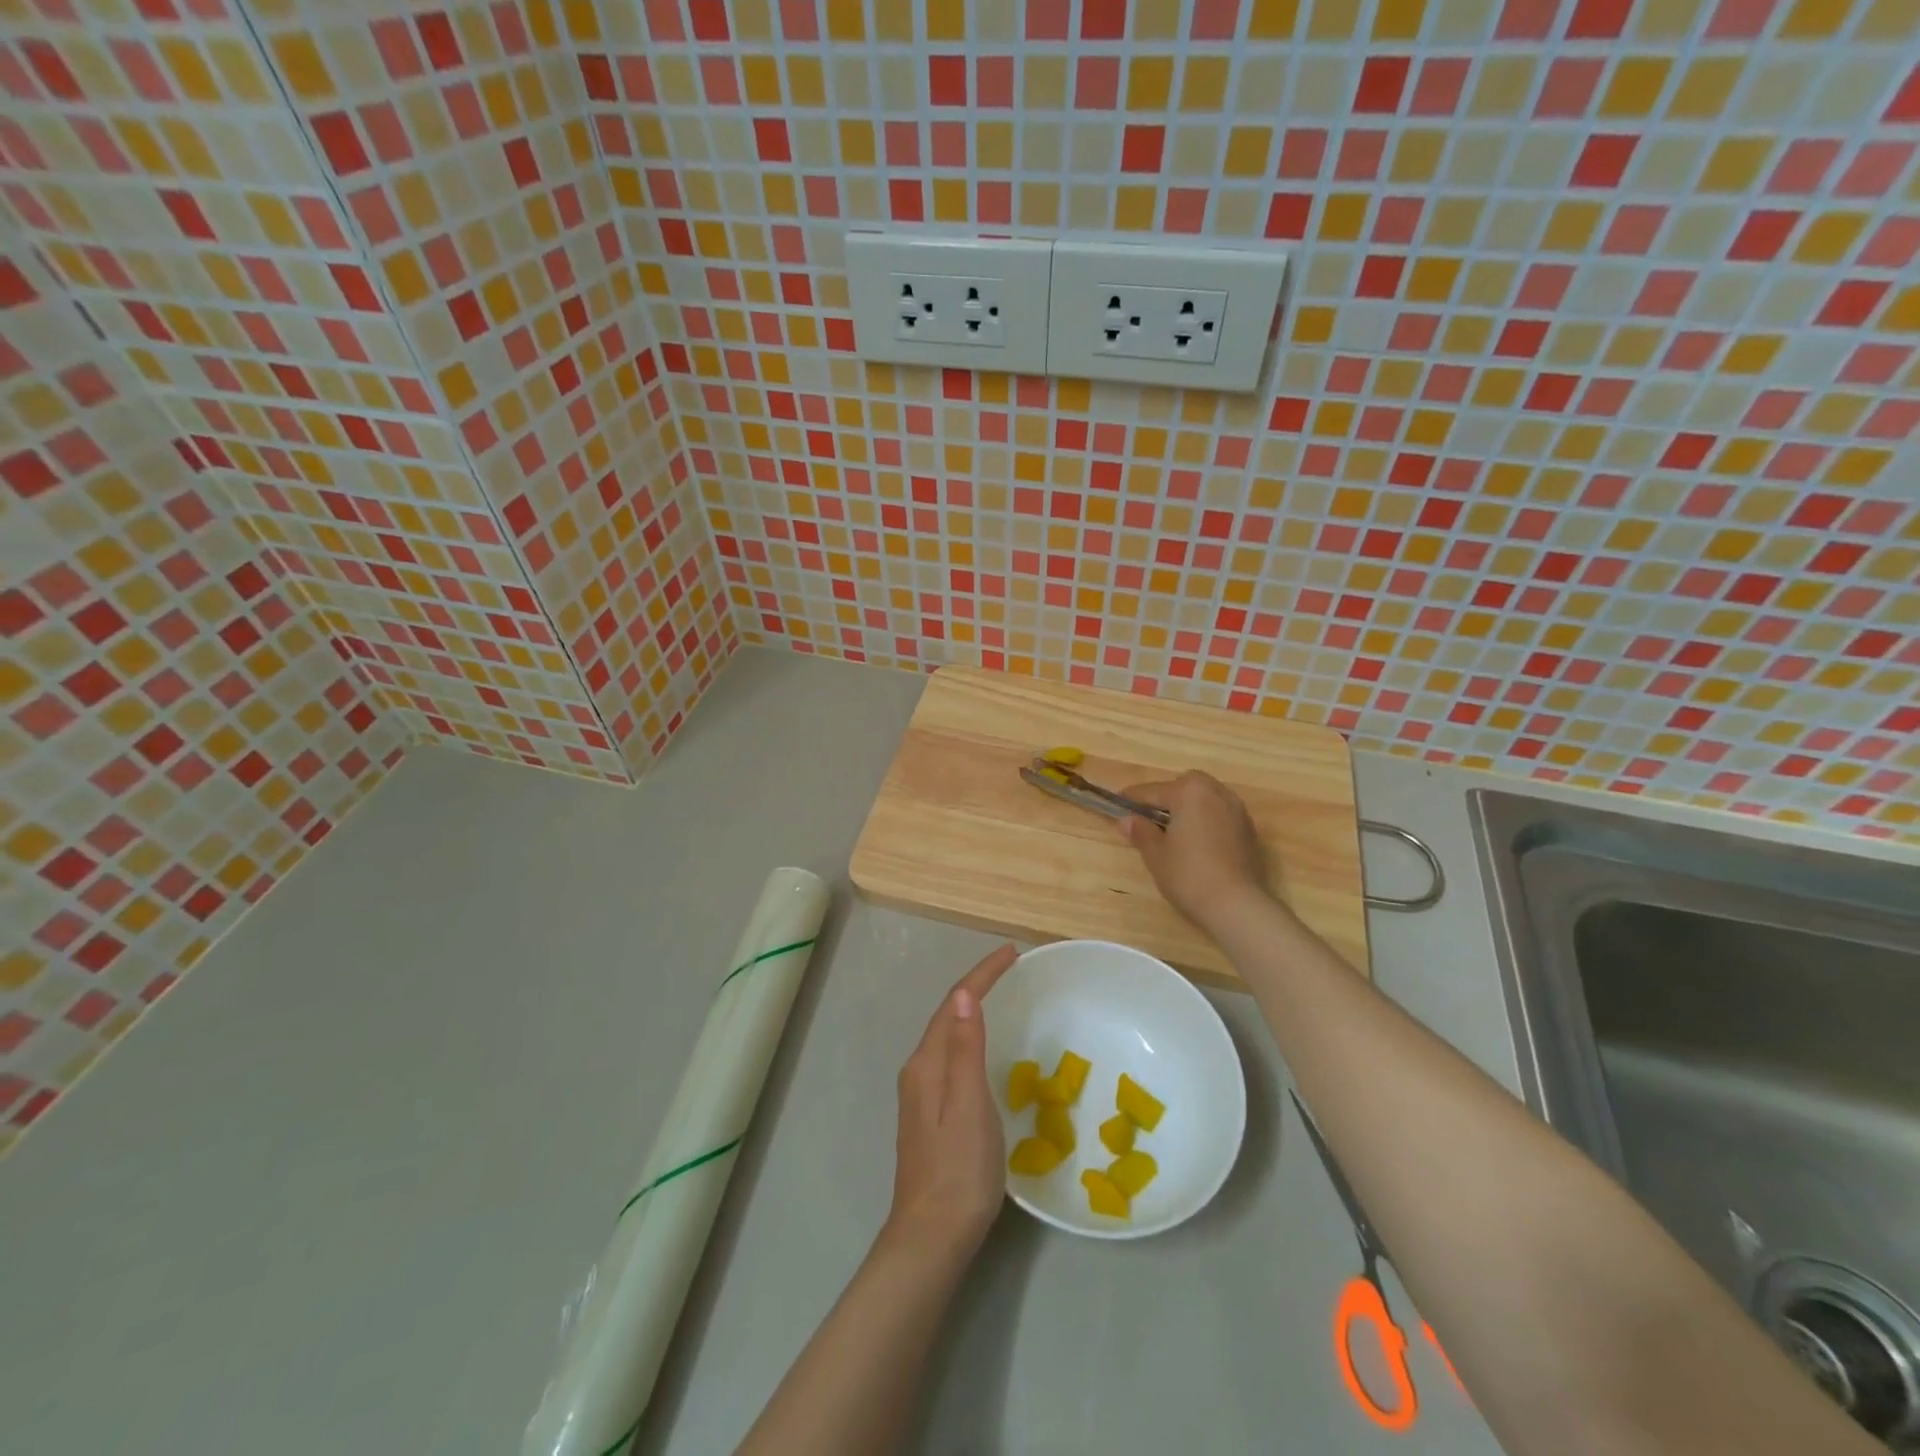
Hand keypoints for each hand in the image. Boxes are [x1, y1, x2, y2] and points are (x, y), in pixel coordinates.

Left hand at [884, 944, 1018, 1257]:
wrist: (931, 1237)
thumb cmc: (958, 1169)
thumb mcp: (968, 1104)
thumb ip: (964, 1048)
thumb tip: (963, 993)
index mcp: (927, 1064)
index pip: (954, 1004)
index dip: (982, 975)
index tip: (1011, 953)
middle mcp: (919, 1071)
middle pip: (947, 1015)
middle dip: (977, 987)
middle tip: (1011, 969)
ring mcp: (922, 1095)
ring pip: (948, 1037)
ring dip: (972, 1011)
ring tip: (1002, 997)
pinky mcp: (930, 1115)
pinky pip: (951, 1057)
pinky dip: (970, 1038)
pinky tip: (984, 1049)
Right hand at [1118, 771, 1268, 930]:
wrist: (1237, 905)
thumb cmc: (1189, 875)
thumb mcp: (1155, 854)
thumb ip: (1141, 831)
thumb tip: (1127, 820)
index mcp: (1189, 792)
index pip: (1152, 791)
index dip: (1132, 799)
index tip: (1117, 804)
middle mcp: (1216, 793)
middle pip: (1185, 786)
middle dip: (1167, 797)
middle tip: (1151, 819)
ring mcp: (1237, 811)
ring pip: (1206, 798)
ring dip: (1189, 808)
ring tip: (1175, 832)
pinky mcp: (1249, 831)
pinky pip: (1220, 815)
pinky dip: (1206, 821)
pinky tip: (1198, 844)